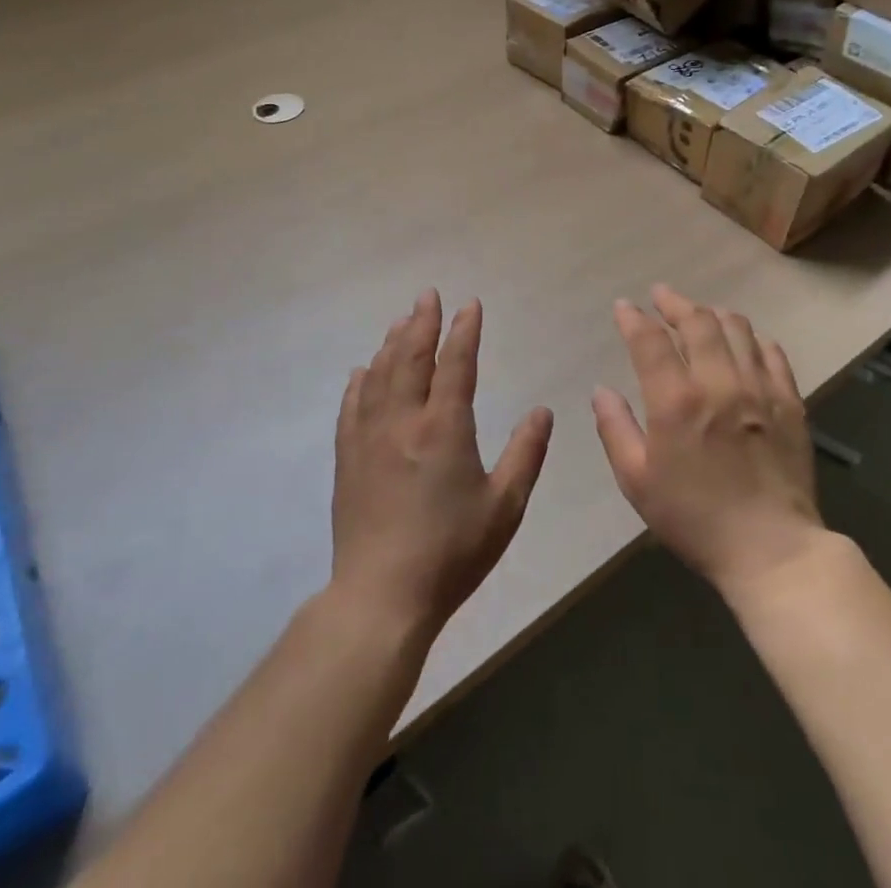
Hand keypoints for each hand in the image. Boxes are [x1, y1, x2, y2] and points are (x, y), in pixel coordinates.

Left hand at [331, 290, 553, 637]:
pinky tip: (361, 371)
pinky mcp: (347, 458)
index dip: (464, 331)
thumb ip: (525, 454)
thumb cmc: (451, 552)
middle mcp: (403, 421)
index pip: (456, 364)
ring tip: (400, 321)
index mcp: (443, 428)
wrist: (382, 595)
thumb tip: (542, 410)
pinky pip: (351, 407)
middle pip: (410, 357)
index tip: (470, 304)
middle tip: (427, 295)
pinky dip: (359, 381)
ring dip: (391, 343)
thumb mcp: (504, 507)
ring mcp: (369, 438)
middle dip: (421, 322)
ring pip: (379, 375)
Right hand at [592, 284, 826, 596]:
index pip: (650, 340)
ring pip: (737, 327)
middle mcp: (719, 382)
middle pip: (697, 321)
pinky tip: (743, 341)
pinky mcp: (789, 400)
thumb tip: (601, 390)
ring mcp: (759, 388)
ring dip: (712, 313)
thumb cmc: (694, 518)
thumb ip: (615, 429)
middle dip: (674, 302)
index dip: (633, 318)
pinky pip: (772, 352)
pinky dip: (752, 337)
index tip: (624, 307)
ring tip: (700, 314)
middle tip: (661, 296)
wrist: (771, 549)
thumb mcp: (637, 481)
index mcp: (676, 400)